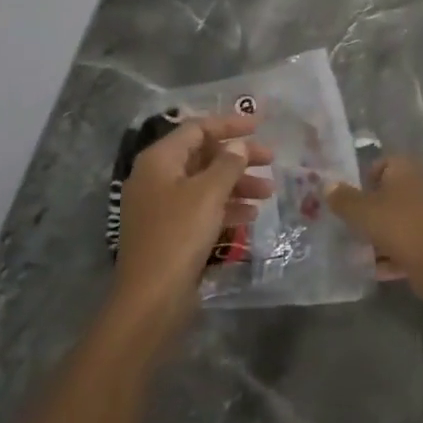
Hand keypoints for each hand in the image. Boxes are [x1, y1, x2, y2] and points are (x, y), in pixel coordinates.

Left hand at [112, 114, 271, 334]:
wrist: (151, 298)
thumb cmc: (179, 235)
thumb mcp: (208, 194)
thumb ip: (228, 164)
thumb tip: (239, 145)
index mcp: (159, 160)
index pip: (197, 129)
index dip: (229, 124)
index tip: (260, 126)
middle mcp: (157, 177)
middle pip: (202, 155)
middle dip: (238, 157)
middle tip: (271, 160)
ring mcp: (161, 206)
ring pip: (205, 184)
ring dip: (237, 184)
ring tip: (268, 192)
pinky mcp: (170, 232)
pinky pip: (201, 208)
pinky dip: (225, 207)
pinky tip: (251, 216)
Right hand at [324, 157, 422, 301]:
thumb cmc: (399, 227)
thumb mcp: (362, 212)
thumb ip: (343, 199)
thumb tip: (327, 184)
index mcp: (407, 169)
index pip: (383, 164)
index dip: (365, 181)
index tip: (351, 203)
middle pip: (392, 194)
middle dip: (372, 212)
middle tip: (354, 229)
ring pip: (402, 220)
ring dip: (383, 235)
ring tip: (363, 254)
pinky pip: (413, 241)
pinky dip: (397, 253)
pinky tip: (380, 270)